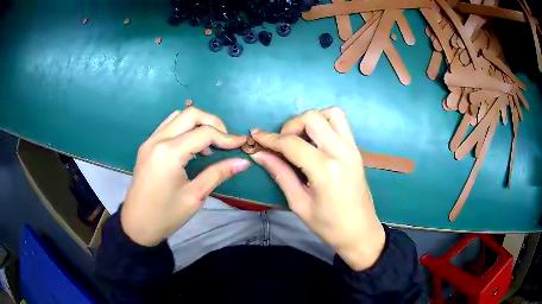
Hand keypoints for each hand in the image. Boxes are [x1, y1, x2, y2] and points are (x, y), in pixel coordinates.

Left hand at [121, 107, 248, 246]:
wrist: (137, 225)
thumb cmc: (166, 215)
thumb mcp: (195, 196)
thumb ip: (218, 174)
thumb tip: (243, 162)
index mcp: (169, 153)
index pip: (204, 133)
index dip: (226, 137)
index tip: (241, 144)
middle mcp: (158, 140)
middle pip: (191, 114)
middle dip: (213, 122)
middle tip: (225, 140)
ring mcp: (150, 141)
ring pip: (178, 116)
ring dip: (197, 123)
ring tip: (209, 144)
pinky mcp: (147, 146)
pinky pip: (168, 126)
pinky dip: (184, 128)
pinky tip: (191, 146)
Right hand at [250, 108, 384, 270]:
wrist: (360, 232)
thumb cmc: (329, 225)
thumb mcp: (299, 204)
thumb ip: (280, 174)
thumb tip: (259, 154)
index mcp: (325, 170)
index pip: (292, 143)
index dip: (270, 139)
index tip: (255, 137)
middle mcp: (341, 152)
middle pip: (312, 118)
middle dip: (290, 126)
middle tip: (282, 144)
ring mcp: (352, 148)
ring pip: (330, 113)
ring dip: (310, 120)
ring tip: (300, 138)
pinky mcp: (357, 150)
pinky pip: (341, 123)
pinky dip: (325, 123)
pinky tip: (316, 140)